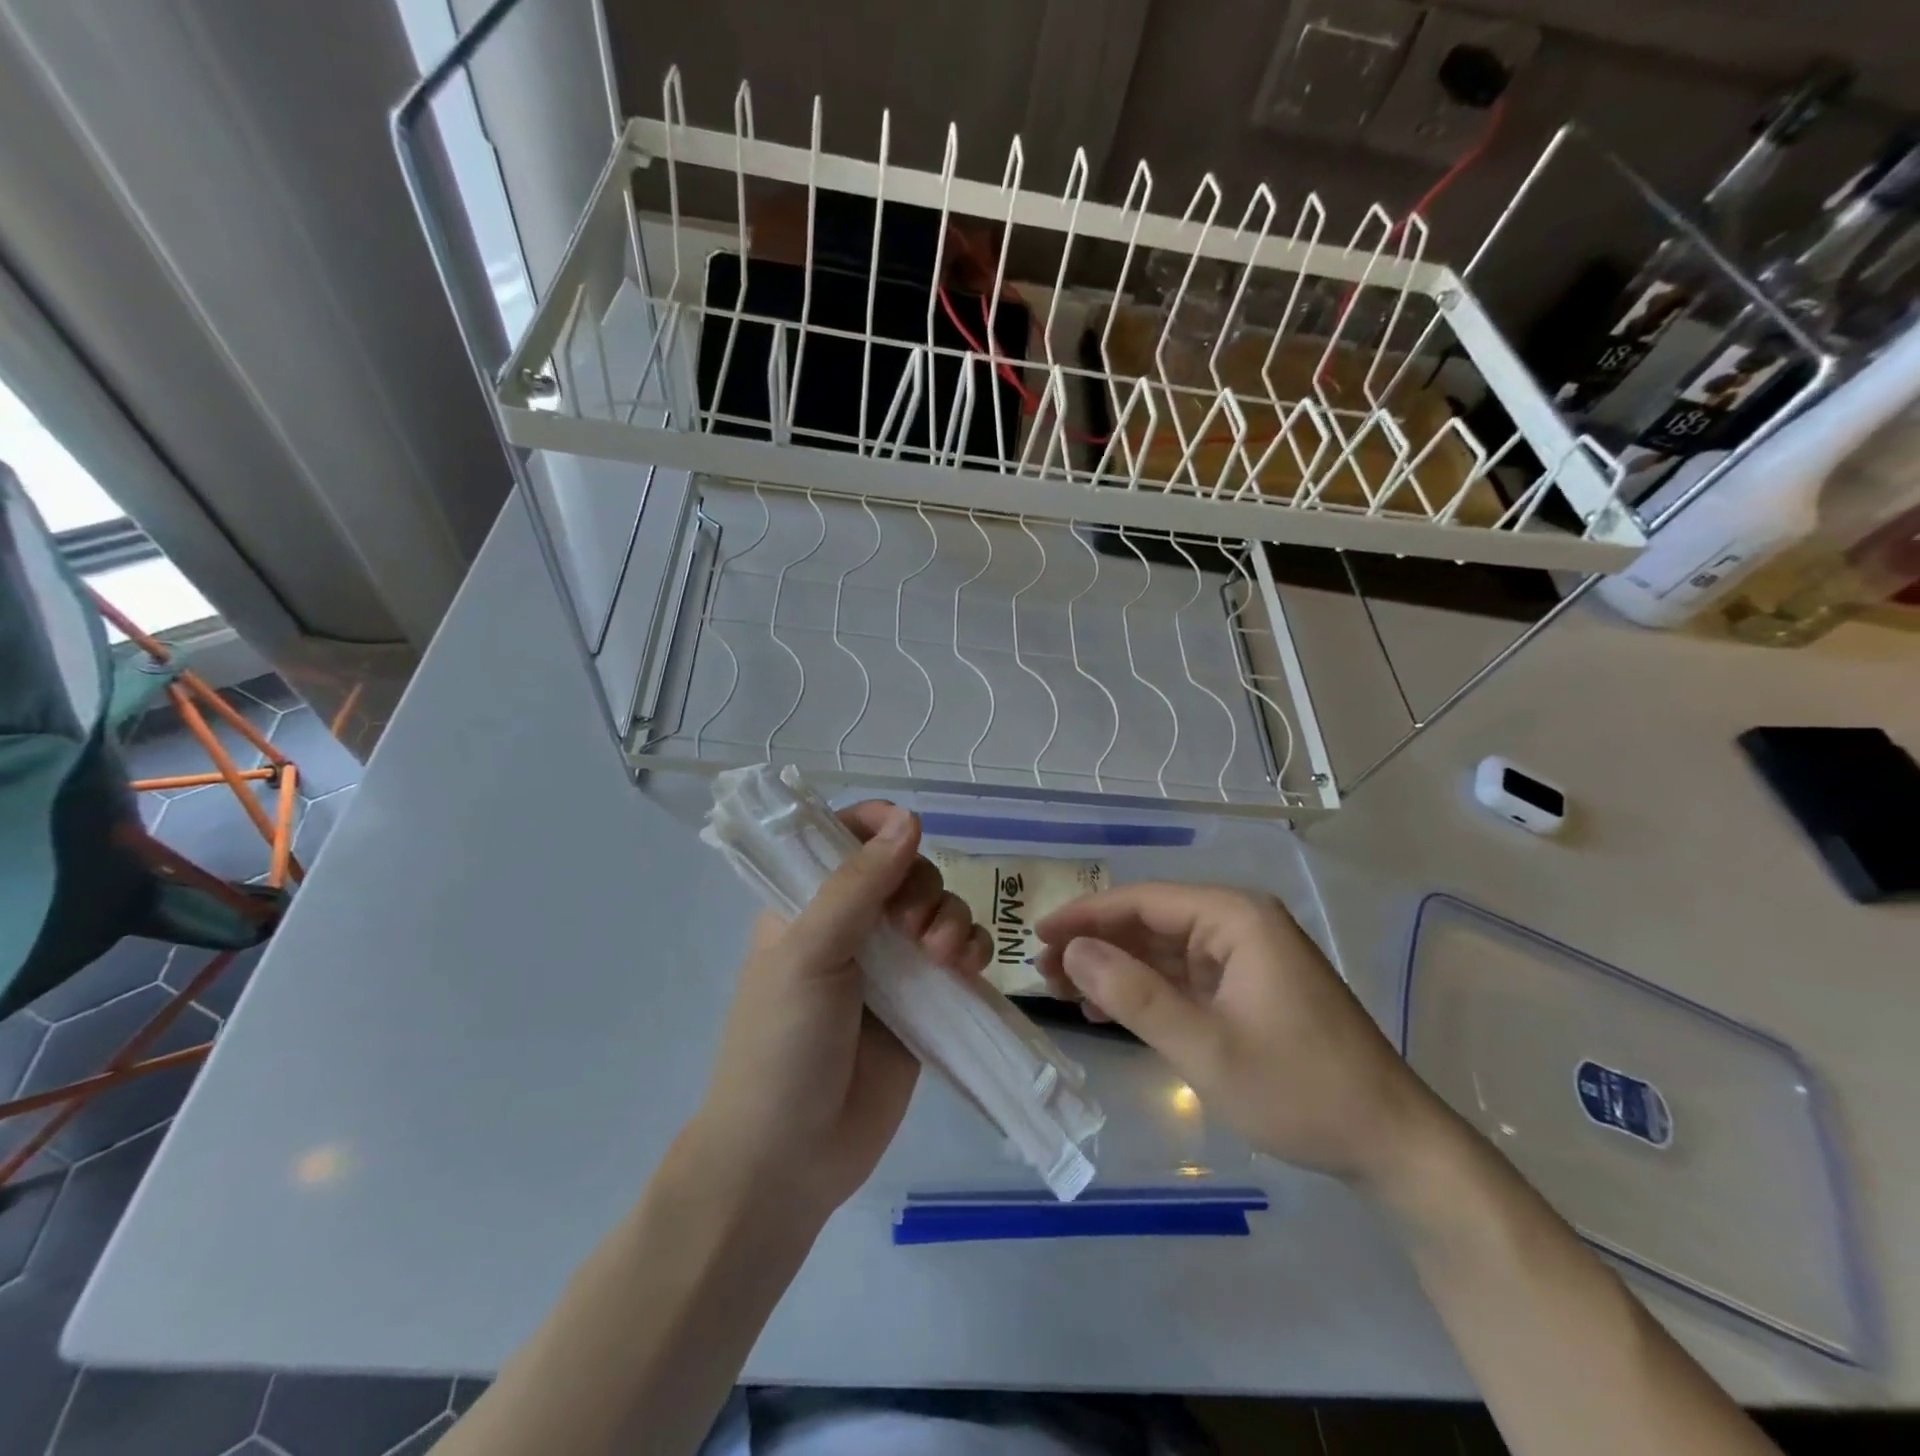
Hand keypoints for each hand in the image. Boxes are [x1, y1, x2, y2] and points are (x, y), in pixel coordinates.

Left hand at [686, 802, 989, 1218]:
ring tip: (945, 957)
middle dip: (923, 886)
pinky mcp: (925, 1002)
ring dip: (952, 918)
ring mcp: (891, 965)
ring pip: (939, 909)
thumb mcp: (809, 953)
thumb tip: (908, 818)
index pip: (844, 837)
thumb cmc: (781, 1046)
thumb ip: (858, 885)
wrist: (789, 1159)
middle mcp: (852, 925)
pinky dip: (973, 950)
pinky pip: (961, 956)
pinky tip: (970, 968)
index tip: (907, 832)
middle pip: (905, 870)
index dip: (878, 825)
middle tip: (915, 929)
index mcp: (808, 903)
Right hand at [1034, 884, 1442, 1187]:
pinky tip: (1109, 1009)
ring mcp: (1246, 956)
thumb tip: (1071, 952)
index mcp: (1235, 918)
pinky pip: (1184, 976)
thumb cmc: (1300, 1089)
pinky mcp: (1248, 987)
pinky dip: (1146, 990)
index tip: (1037, 935)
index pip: (1143, 901)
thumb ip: (1134, 995)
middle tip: (1044, 972)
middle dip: (1097, 944)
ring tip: (1065, 992)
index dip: (1086, 916)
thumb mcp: (1205, 1046)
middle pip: (1150, 921)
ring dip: (1116, 968)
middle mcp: (1240, 923)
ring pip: (1163, 949)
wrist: (1392, 1144)